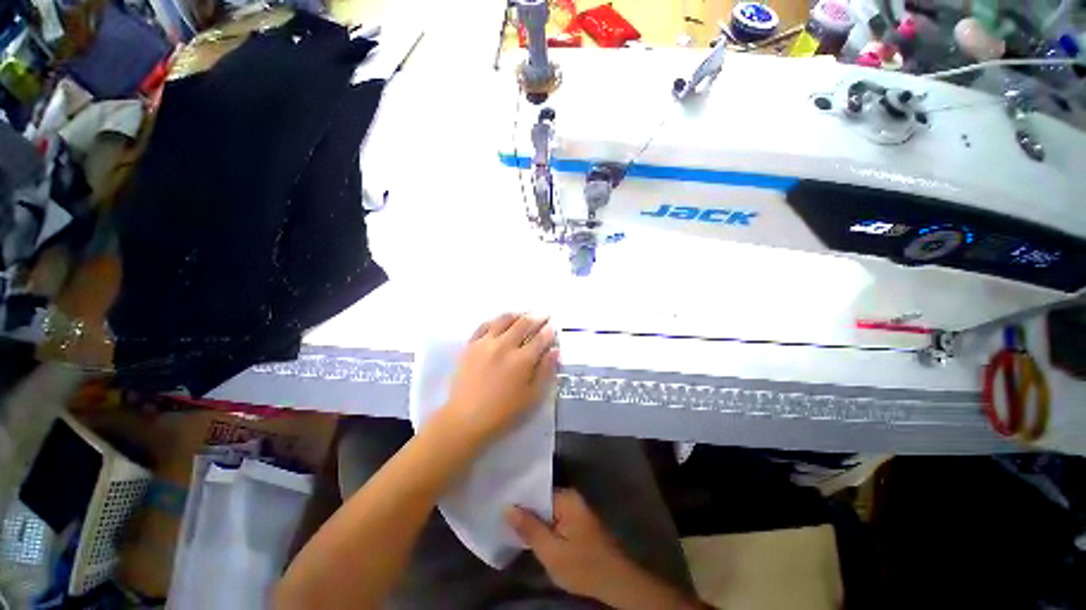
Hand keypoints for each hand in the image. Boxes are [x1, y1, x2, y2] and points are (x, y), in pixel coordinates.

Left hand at [444, 313, 558, 441]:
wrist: (466, 419)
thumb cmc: (503, 413)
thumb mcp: (532, 397)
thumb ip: (545, 371)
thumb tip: (555, 351)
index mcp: (522, 360)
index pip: (540, 338)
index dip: (549, 331)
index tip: (553, 326)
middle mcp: (504, 346)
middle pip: (523, 324)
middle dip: (537, 317)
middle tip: (543, 314)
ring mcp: (485, 343)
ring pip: (504, 320)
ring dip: (517, 314)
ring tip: (523, 313)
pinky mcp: (470, 345)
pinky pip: (484, 325)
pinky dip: (495, 320)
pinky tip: (500, 321)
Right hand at [508, 490, 704, 609]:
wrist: (615, 582)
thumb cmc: (583, 566)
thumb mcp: (551, 552)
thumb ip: (529, 528)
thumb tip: (507, 507)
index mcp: (566, 497)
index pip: (536, 489)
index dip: (518, 497)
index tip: (499, 501)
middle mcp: (571, 497)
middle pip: (541, 498)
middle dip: (524, 508)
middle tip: (500, 514)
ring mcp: (575, 508)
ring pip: (547, 509)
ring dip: (533, 518)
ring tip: (509, 521)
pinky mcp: (576, 521)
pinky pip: (554, 516)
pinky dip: (543, 524)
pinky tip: (529, 532)